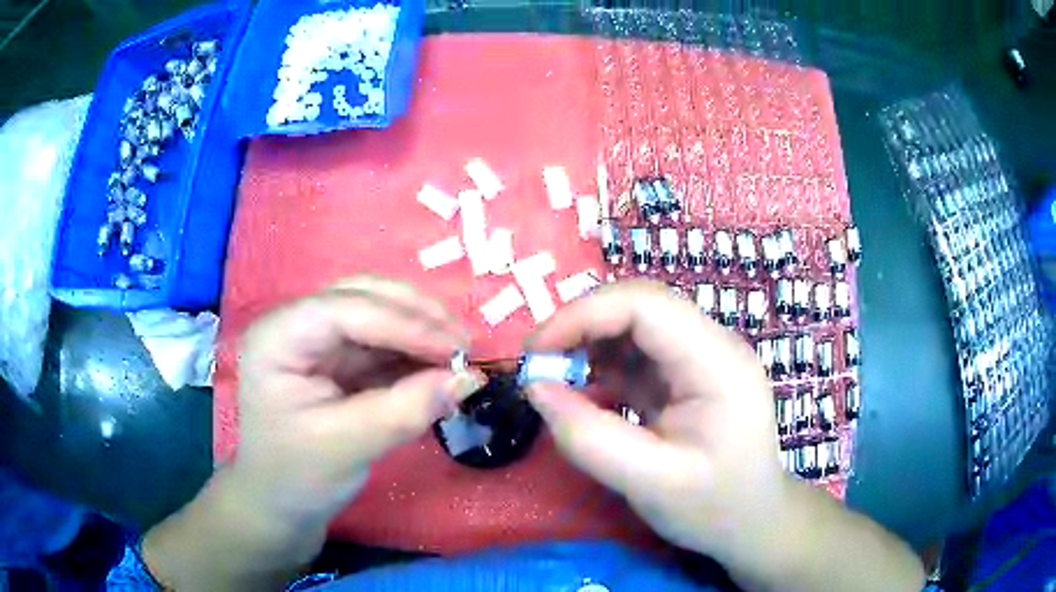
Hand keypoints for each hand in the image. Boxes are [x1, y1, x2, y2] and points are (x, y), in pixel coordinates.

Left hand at [144, 277, 485, 590]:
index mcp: (278, 337)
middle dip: (417, 316)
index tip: (457, 351)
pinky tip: (440, 367)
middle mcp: (296, 324)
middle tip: (465, 345)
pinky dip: (415, 351)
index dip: (404, 324)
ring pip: (378, 311)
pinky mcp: (339, 357)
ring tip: (460, 355)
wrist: (282, 501)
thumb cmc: (298, 476)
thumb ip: (405, 411)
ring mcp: (318, 338)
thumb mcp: (347, 447)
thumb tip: (468, 378)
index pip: (345, 310)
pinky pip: (383, 341)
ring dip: (422, 328)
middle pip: (362, 296)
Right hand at [524, 280, 783, 562]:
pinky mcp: (687, 375)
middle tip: (539, 368)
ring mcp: (701, 358)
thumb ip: (590, 438)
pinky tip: (585, 395)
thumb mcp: (651, 484)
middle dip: (582, 328)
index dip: (584, 315)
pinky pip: (637, 354)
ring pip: (634, 326)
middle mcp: (713, 346)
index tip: (535, 352)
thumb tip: (535, 388)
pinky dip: (602, 367)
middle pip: (639, 307)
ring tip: (557, 383)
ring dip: (588, 346)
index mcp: (719, 364)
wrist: (752, 522)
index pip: (647, 305)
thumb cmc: (713, 508)